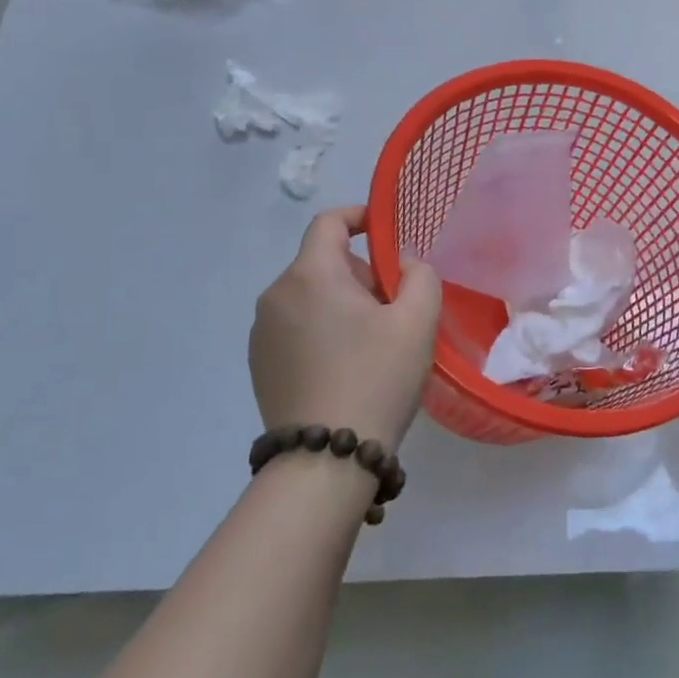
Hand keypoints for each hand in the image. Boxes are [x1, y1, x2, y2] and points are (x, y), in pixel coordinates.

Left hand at [249, 205, 442, 447]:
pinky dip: (322, 330)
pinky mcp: (259, 364)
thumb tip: (403, 265)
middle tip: (394, 308)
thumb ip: (420, 275)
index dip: (360, 217)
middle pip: (323, 262)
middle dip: (361, 273)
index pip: (329, 222)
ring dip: (342, 303)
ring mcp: (262, 332)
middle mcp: (276, 295)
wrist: (326, 460)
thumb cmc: (377, 378)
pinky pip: (296, 327)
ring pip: (310, 296)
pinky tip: (346, 368)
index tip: (387, 233)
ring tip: (374, 343)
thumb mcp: (417, 320)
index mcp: (310, 275)